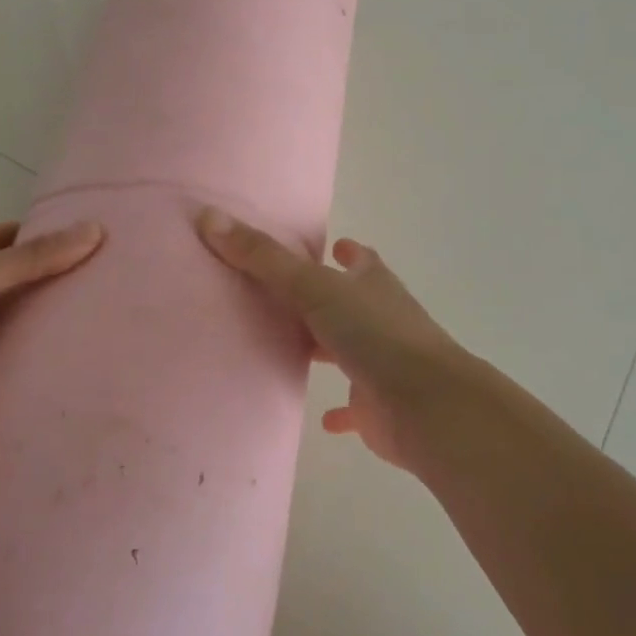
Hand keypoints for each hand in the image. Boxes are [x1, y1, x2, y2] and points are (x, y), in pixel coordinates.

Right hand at [198, 207, 469, 468]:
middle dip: (327, 300)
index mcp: (373, 286)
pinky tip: (323, 418)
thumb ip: (263, 258)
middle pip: (352, 304)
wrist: (426, 405)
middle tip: (289, 297)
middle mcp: (382, 320)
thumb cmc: (374, 334)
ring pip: (351, 350)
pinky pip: (355, 406)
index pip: (361, 261)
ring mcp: (384, 364)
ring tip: (293, 347)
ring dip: (329, 348)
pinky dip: (341, 410)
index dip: (348, 252)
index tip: (334, 246)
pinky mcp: (379, 408)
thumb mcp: (313, 287)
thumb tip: (210, 217)